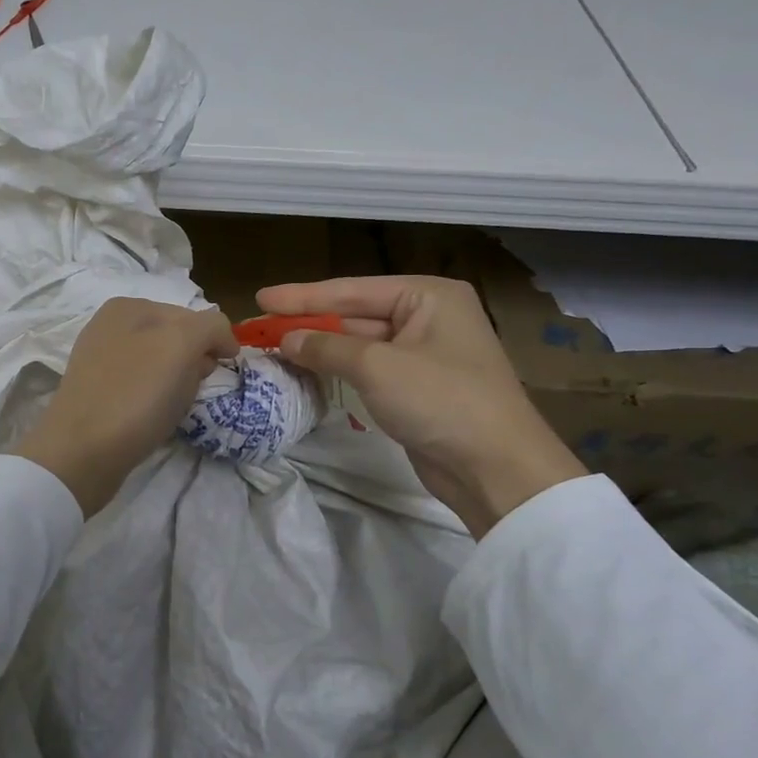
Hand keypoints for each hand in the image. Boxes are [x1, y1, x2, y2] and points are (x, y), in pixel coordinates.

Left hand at [17, 298, 237, 516]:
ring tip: (171, 407)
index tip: (222, 370)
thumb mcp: (182, 345)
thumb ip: (209, 327)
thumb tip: (219, 342)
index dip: (214, 341)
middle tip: (195, 389)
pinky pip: (141, 389)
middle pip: (175, 339)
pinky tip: (152, 418)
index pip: (192, 315)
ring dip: (175, 383)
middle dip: (193, 362)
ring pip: (160, 366)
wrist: (82, 452)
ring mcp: (101, 361)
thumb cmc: (136, 395)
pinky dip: (154, 401)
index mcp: (129, 307)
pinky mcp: (98, 394)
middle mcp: (110, 327)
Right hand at [256, 276, 585, 537]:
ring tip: (274, 348)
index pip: (352, 290)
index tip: (261, 298)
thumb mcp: (378, 367)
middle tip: (261, 327)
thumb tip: (286, 340)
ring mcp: (423, 354)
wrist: (496, 467)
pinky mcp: (416, 388)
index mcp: (428, 296)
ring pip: (359, 344)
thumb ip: (327, 347)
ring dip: (320, 348)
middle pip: (355, 315)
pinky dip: (337, 370)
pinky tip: (306, 371)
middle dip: (309, 322)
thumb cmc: (441, 400)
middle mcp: (428, 318)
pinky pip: (368, 370)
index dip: (303, 296)